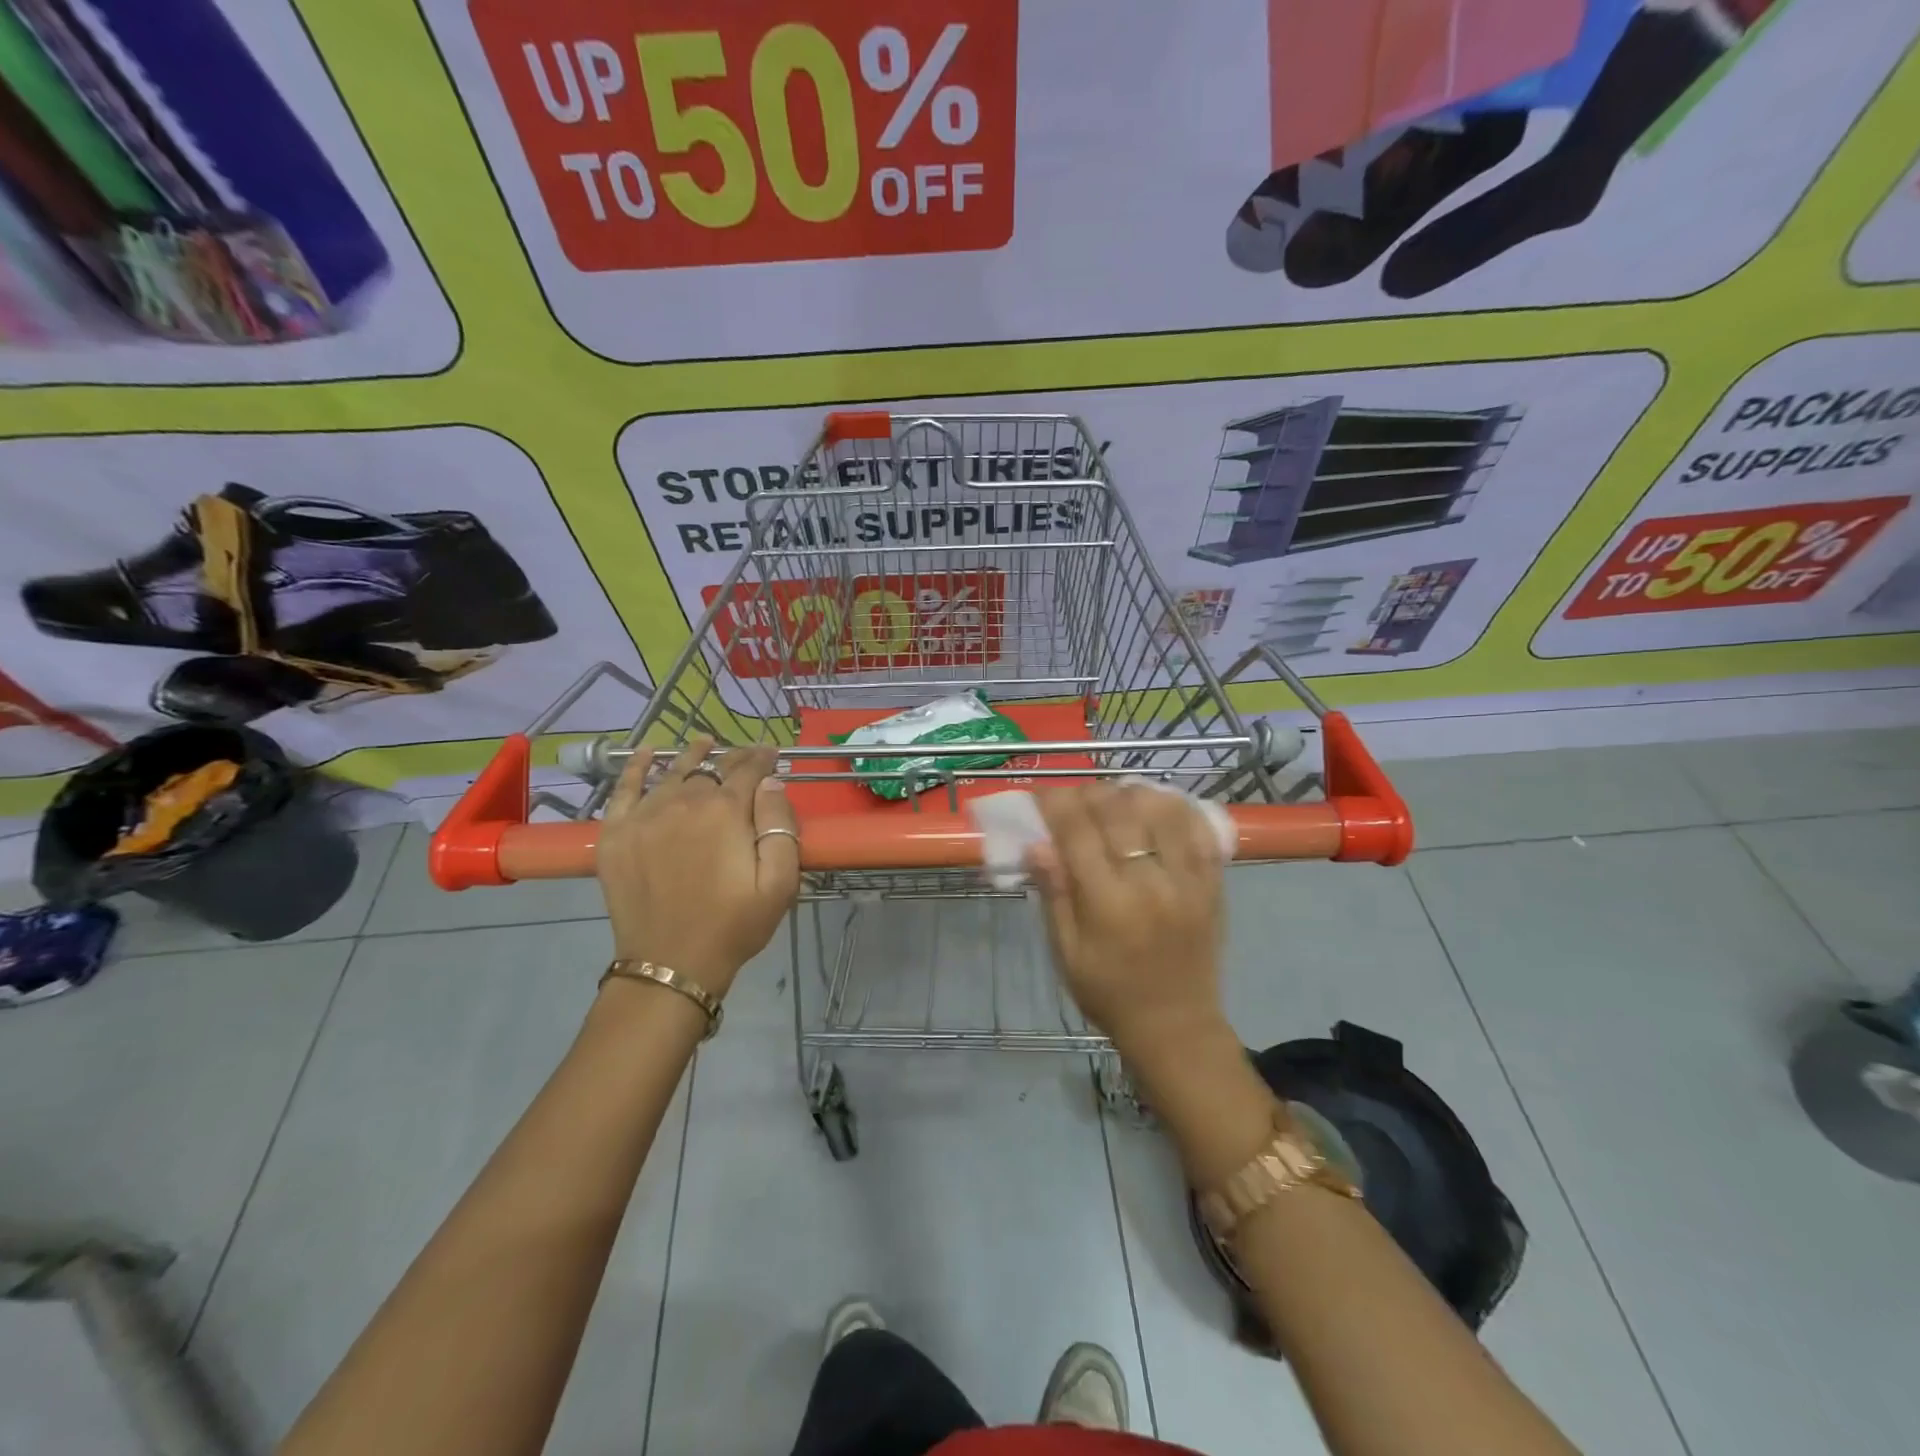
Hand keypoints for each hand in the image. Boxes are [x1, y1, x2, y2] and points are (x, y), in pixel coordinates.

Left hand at [595, 737, 798, 995]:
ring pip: (672, 772)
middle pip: (711, 769)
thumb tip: (771, 783)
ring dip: (692, 756)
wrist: (671, 964)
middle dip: (733, 759)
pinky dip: (635, 767)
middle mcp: (683, 802)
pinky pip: (623, 788)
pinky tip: (647, 753)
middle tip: (746, 757)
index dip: (763, 758)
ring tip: (705, 744)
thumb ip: (780, 826)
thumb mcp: (779, 883)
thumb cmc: (734, 926)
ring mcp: (644, 816)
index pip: (748, 770)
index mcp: (725, 812)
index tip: (773, 754)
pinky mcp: (615, 834)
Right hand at [1029, 783, 1231, 1069]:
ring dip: (1132, 793)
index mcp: (1108, 904)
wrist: (1175, 1025)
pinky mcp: (1213, 882)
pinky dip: (1177, 807)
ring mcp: (1188, 879)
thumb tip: (1036, 844)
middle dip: (1089, 793)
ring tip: (1115, 800)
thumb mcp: (1066, 953)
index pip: (1077, 832)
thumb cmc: (1108, 992)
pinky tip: (1157, 806)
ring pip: (1162, 809)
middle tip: (1075, 798)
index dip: (1056, 803)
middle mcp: (1151, 883)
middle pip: (1118, 811)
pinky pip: (1200, 828)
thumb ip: (1054, 894)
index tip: (1043, 795)